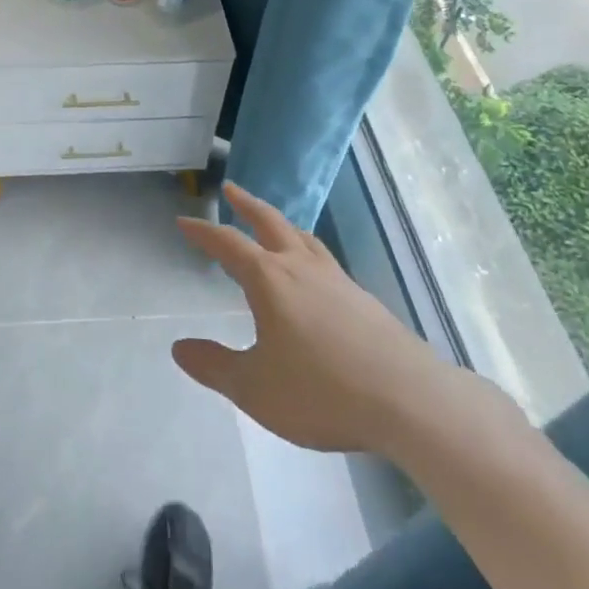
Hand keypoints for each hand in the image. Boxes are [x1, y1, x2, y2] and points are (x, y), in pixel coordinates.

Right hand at [173, 182, 508, 459]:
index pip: (228, 243)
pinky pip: (326, 262)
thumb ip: (214, 366)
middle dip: (246, 204)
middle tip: (231, 188)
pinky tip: (314, 275)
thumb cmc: (322, 391)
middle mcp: (301, 268)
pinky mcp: (364, 301)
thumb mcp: (255, 388)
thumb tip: (179, 348)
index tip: (184, 221)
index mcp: (269, 279)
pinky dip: (308, 252)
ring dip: (281, 224)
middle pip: (270, 222)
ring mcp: (337, 281)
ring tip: (273, 223)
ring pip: (303, 238)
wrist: (409, 400)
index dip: (204, 232)